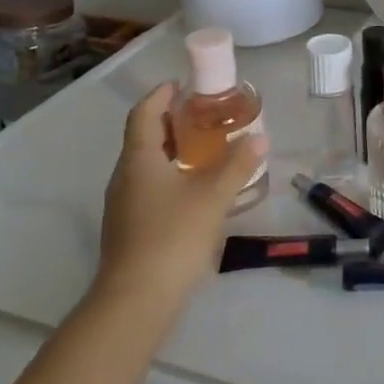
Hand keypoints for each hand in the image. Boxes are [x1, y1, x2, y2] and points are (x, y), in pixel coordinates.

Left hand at [94, 83, 267, 309]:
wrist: (136, 300)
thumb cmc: (172, 236)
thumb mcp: (213, 196)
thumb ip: (237, 165)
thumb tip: (260, 138)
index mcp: (139, 159)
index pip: (144, 113)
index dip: (161, 95)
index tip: (184, 84)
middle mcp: (125, 176)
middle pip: (144, 136)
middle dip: (171, 121)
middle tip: (204, 114)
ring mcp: (123, 204)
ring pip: (146, 163)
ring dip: (171, 149)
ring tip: (205, 148)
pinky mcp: (129, 227)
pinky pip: (148, 186)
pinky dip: (169, 174)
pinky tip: (194, 189)